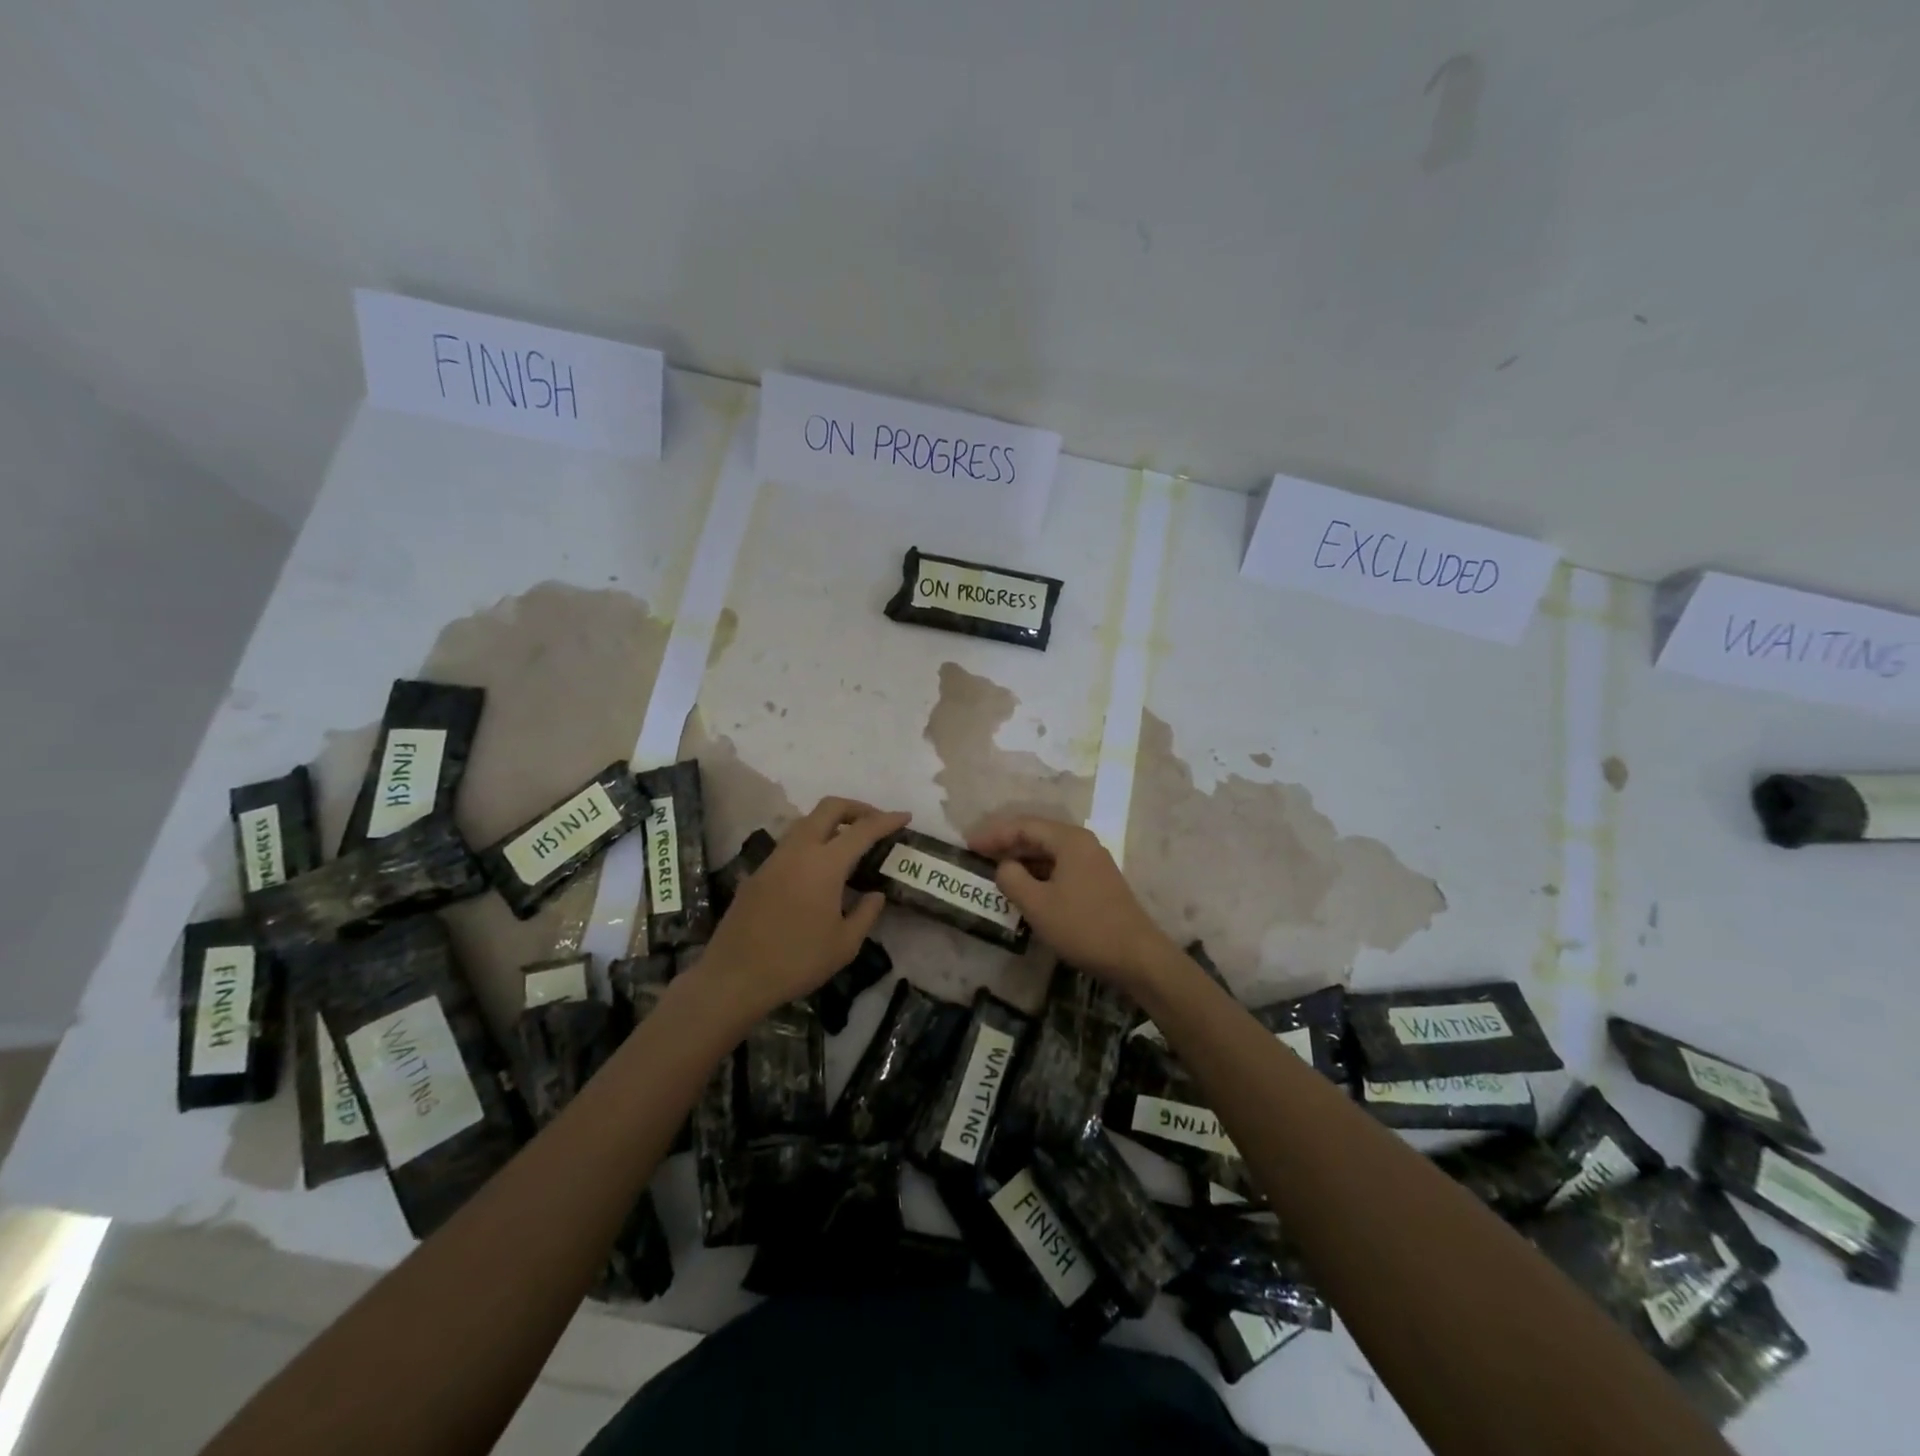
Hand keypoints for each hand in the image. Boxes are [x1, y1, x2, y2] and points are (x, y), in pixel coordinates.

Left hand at [694, 797, 908, 1021]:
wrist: (734, 977)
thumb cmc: (797, 961)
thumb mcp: (844, 944)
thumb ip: (866, 913)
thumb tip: (875, 895)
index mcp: (825, 864)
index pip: (863, 830)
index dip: (887, 820)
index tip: (905, 816)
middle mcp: (798, 850)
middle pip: (829, 808)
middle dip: (857, 807)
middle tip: (875, 822)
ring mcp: (774, 859)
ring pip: (806, 822)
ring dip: (831, 823)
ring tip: (849, 844)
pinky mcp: (758, 873)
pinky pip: (790, 844)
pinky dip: (812, 842)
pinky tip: (818, 870)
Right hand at [968, 815, 1179, 994]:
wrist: (1136, 957)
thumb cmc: (1083, 926)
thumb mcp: (1037, 904)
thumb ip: (1012, 879)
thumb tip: (1004, 866)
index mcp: (1069, 840)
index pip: (1023, 825)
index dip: (993, 833)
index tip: (968, 845)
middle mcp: (1082, 843)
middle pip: (1037, 835)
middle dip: (1006, 844)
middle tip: (978, 855)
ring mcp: (1092, 863)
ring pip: (1049, 853)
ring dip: (1022, 860)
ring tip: (995, 871)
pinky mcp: (1097, 883)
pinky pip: (1060, 868)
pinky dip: (1038, 874)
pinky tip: (1024, 889)